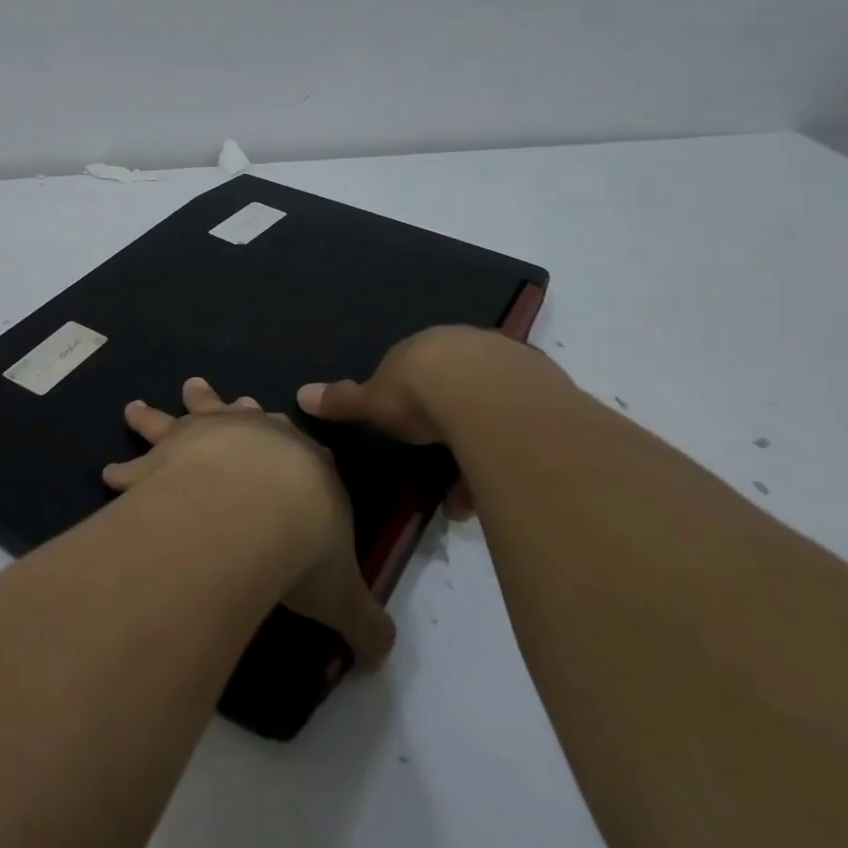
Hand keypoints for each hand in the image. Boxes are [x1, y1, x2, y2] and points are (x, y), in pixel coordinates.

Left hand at [103, 377, 396, 667]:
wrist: (254, 507)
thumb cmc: (304, 543)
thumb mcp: (342, 593)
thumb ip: (362, 622)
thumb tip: (383, 657)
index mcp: (305, 463)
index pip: (303, 449)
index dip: (293, 445)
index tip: (284, 433)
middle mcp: (255, 437)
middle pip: (240, 415)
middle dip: (227, 407)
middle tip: (202, 388)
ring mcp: (207, 438)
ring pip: (182, 419)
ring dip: (159, 414)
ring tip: (135, 408)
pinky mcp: (165, 453)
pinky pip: (139, 460)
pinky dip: (125, 469)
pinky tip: (109, 474)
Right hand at [297, 327, 573, 511]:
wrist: (489, 400)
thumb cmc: (421, 396)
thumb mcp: (374, 403)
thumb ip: (342, 400)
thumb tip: (301, 393)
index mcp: (427, 346)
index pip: (416, 369)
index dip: (409, 400)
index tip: (406, 431)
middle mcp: (470, 346)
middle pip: (456, 389)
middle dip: (447, 427)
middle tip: (439, 463)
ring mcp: (512, 365)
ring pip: (491, 410)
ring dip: (478, 450)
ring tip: (466, 501)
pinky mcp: (547, 390)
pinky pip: (520, 426)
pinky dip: (505, 457)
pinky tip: (497, 491)